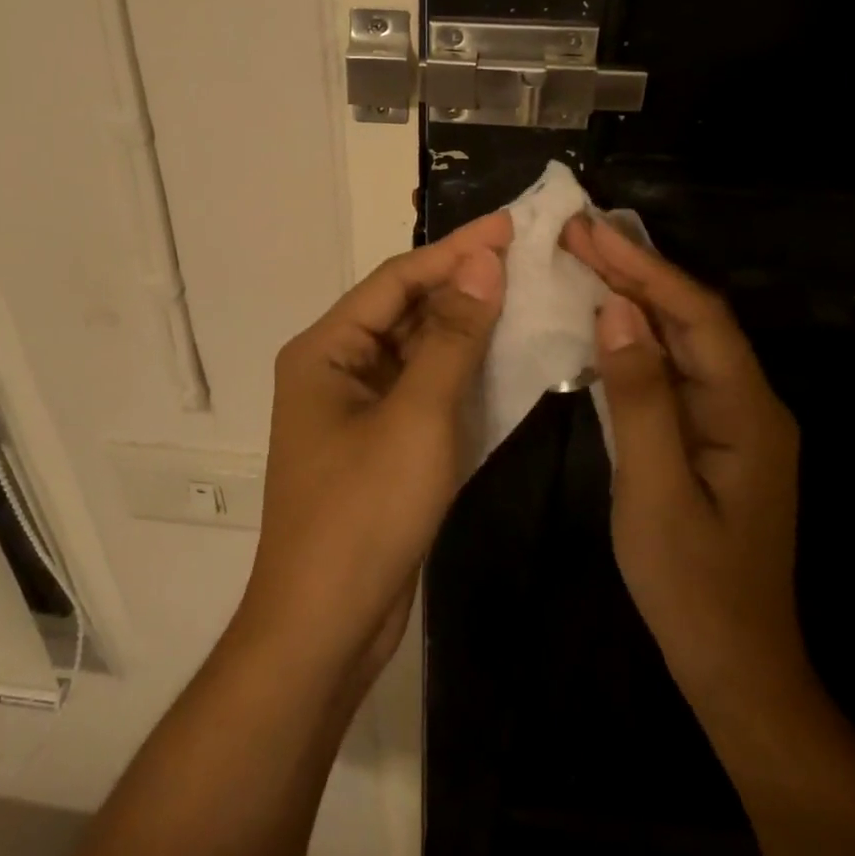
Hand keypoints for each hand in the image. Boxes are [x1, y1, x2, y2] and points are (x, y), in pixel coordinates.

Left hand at [239, 212, 510, 680]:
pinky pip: (427, 391)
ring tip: (528, 296)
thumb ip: (452, 336)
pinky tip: (508, 357)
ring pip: (420, 351)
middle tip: (528, 258)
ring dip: (469, 327)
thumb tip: (483, 262)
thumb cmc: (364, 513)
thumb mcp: (417, 417)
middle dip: (465, 285)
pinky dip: (464, 373)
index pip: (397, 279)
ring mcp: (360, 409)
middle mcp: (337, 369)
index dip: (455, 250)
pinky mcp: (382, 444)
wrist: (326, 629)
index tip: (510, 226)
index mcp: (326, 349)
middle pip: (406, 310)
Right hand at [561, 215, 805, 698]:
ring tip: (584, 259)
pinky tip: (604, 323)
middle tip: (577, 233)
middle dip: (636, 272)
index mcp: (748, 412)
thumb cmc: (693, 585)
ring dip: (635, 298)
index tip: (590, 232)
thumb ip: (640, 397)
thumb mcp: (656, 492)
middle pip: (692, 319)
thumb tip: (618, 311)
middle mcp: (749, 403)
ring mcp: (731, 420)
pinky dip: (637, 339)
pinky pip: (673, 370)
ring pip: (682, 341)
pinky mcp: (711, 435)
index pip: (698, 316)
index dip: (644, 269)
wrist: (736, 666)